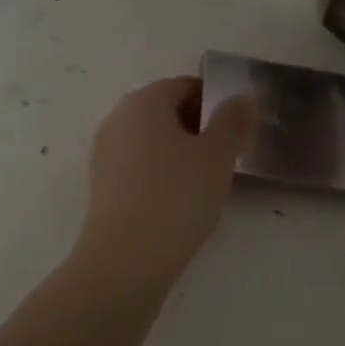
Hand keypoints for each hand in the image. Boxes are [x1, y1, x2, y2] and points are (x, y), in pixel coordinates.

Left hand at [76, 76, 256, 286]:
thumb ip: (233, 121)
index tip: (238, 128)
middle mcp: (117, 119)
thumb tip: (242, 96)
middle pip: (165, 111)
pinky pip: (138, 166)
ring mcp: (105, 152)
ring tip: (207, 181)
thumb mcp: (217, 156)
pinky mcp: (101, 184)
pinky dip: (160, 173)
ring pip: (151, 140)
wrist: (125, 259)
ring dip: (179, 152)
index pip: (184, 86)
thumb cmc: (177, 196)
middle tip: (227, 155)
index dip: (215, 102)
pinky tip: (179, 200)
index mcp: (143, 101)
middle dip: (198, 127)